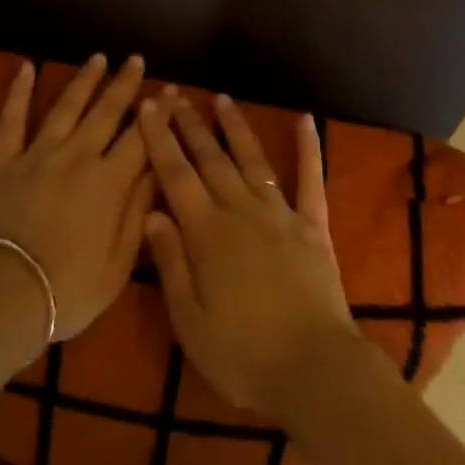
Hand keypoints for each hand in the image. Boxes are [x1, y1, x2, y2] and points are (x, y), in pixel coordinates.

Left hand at [0, 54, 153, 346]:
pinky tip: (25, 68)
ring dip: (84, 80)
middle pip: (106, 111)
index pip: (142, 138)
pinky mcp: (4, 163)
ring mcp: (38, 154)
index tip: (171, 90)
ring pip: (66, 107)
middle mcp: (77, 156)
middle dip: (124, 83)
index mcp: (109, 181)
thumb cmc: (68, 290)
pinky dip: (18, 93)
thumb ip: (138, 213)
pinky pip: (11, 121)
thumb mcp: (118, 265)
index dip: (159, 113)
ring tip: (98, 58)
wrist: (2, 297)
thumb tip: (157, 171)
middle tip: (135, 59)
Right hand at [138, 90, 362, 415]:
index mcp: (207, 233)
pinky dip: (308, 147)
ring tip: (222, 98)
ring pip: (252, 158)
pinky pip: (310, 179)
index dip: (160, 139)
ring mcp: (279, 212)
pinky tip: (306, 119)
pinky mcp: (312, 224)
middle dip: (190, 124)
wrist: (315, 370)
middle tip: (175, 94)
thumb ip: (171, 264)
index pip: (176, 175)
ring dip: (235, 126)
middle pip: (210, 158)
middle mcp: (240, 210)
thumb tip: (152, 213)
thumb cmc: (243, 356)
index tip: (149, 106)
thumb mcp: (191, 323)